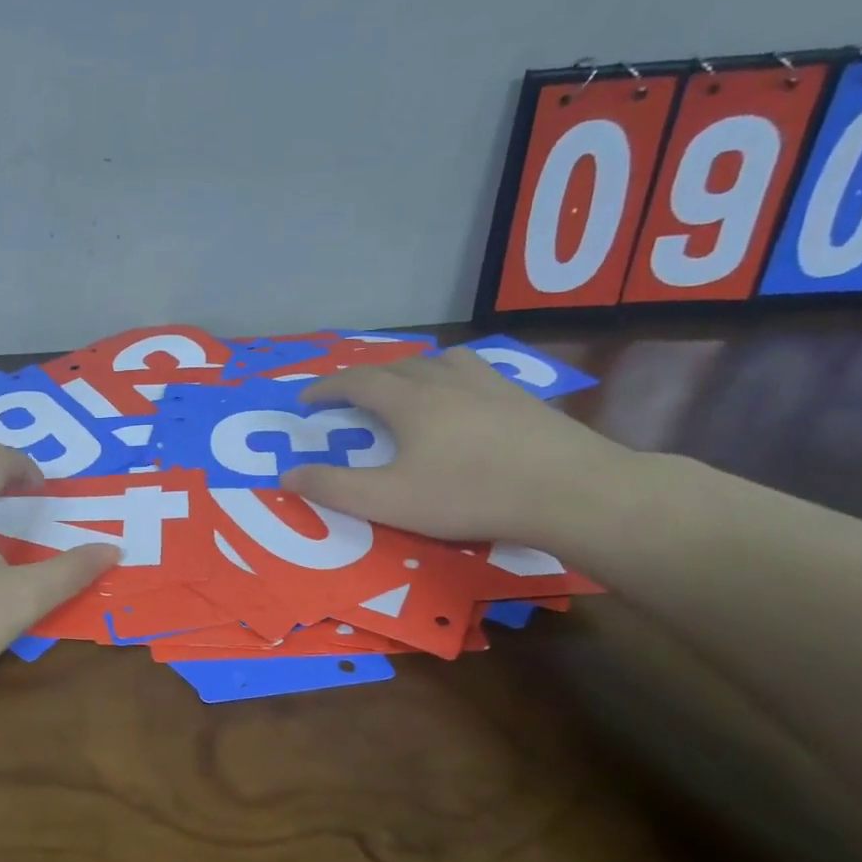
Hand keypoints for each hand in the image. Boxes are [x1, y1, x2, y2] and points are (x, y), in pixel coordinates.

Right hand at [280, 347, 639, 545]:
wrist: (572, 491)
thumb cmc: (471, 494)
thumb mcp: (390, 500)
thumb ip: (335, 488)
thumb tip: (288, 474)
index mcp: (409, 401)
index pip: (356, 382)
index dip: (326, 388)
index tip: (306, 400)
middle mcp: (445, 381)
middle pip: (396, 365)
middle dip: (364, 377)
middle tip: (349, 395)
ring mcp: (489, 385)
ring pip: (440, 360)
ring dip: (412, 368)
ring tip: (406, 385)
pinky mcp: (523, 398)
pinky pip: (476, 372)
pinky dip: (453, 377)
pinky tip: (465, 398)